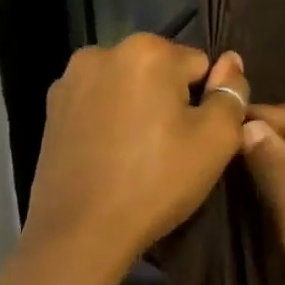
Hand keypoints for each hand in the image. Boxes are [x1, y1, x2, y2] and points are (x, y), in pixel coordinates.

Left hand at [24, 35, 248, 281]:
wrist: (80, 234)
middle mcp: (105, 51)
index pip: (200, 65)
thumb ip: (232, 92)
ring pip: (128, 85)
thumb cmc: (156, 182)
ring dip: (139, 106)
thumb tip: (231, 61)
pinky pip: (99, 102)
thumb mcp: (216, 139)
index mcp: (147, 50)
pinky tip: (110, 155)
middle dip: (170, 100)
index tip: (194, 138)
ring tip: (138, 154)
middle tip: (169, 148)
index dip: (205, 102)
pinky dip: (110, 118)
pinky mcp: (52, 107)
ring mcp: (71, 79)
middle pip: (161, 70)